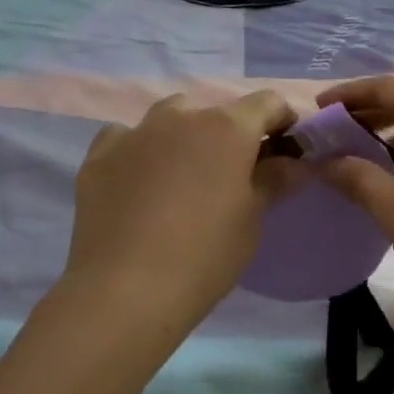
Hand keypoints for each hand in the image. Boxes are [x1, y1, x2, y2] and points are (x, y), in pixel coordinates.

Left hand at [64, 90, 297, 329]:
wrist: (125, 290)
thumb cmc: (206, 254)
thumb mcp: (253, 219)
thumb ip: (275, 180)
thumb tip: (294, 162)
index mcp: (228, 128)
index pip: (268, 103)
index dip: (282, 121)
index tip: (285, 150)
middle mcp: (182, 117)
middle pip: (216, 112)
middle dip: (230, 135)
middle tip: (232, 176)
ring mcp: (135, 133)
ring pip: (169, 118)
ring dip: (184, 136)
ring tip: (183, 176)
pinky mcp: (99, 156)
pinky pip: (126, 138)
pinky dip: (140, 151)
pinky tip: (139, 182)